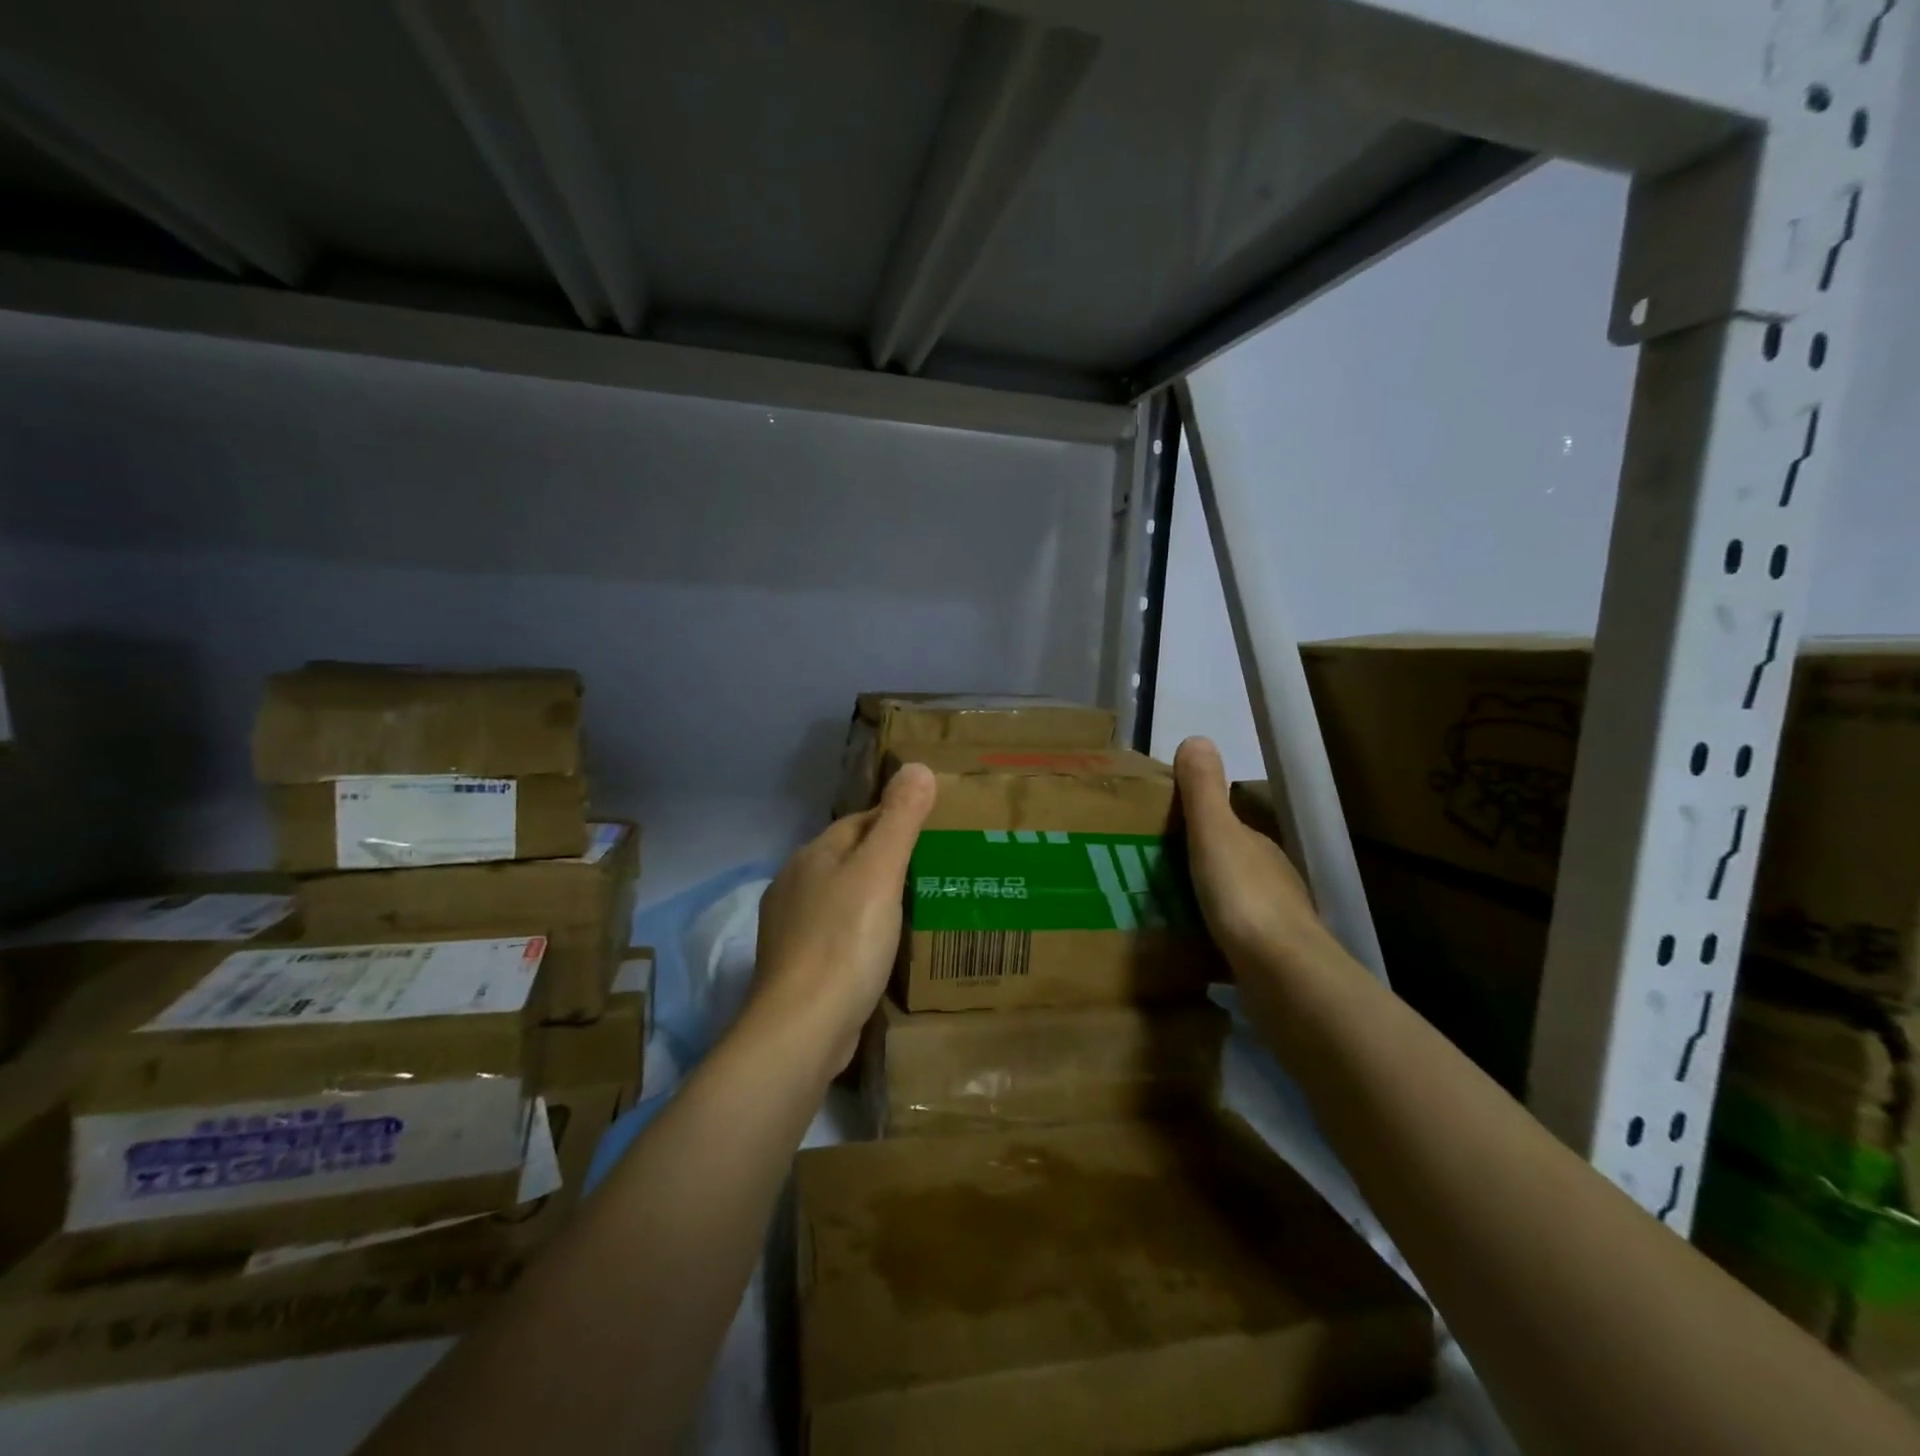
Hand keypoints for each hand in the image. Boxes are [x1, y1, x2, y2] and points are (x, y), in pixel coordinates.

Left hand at [746, 763, 937, 1075]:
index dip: (895, 822)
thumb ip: (899, 819)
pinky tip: (880, 951)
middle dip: (883, 861)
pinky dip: (858, 934)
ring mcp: (790, 928)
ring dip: (870, 899)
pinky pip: (835, 934)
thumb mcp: (880, 872)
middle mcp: (794, 884)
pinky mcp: (796, 967)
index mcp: (812, 855)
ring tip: (912, 910)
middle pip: (848, 859)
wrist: (802, 1027)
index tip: (933, 833)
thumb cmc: (846, 940)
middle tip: (931, 872)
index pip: (859, 823)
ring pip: (840, 898)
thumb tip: (916, 766)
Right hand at [1174, 737, 1324, 972]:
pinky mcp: (1267, 963)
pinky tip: (1186, 948)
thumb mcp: (1215, 834)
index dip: (1198, 825)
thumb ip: (1203, 791)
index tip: (1160, 832)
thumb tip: (1197, 738)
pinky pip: (1231, 942)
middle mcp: (1271, 881)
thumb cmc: (1244, 896)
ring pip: (1231, 905)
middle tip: (1149, 873)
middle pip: (1229, 865)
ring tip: (1160, 911)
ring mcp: (1273, 925)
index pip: (1228, 827)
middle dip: (1197, 866)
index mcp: (1258, 848)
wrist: (1281, 976)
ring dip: (1204, 904)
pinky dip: (1211, 939)